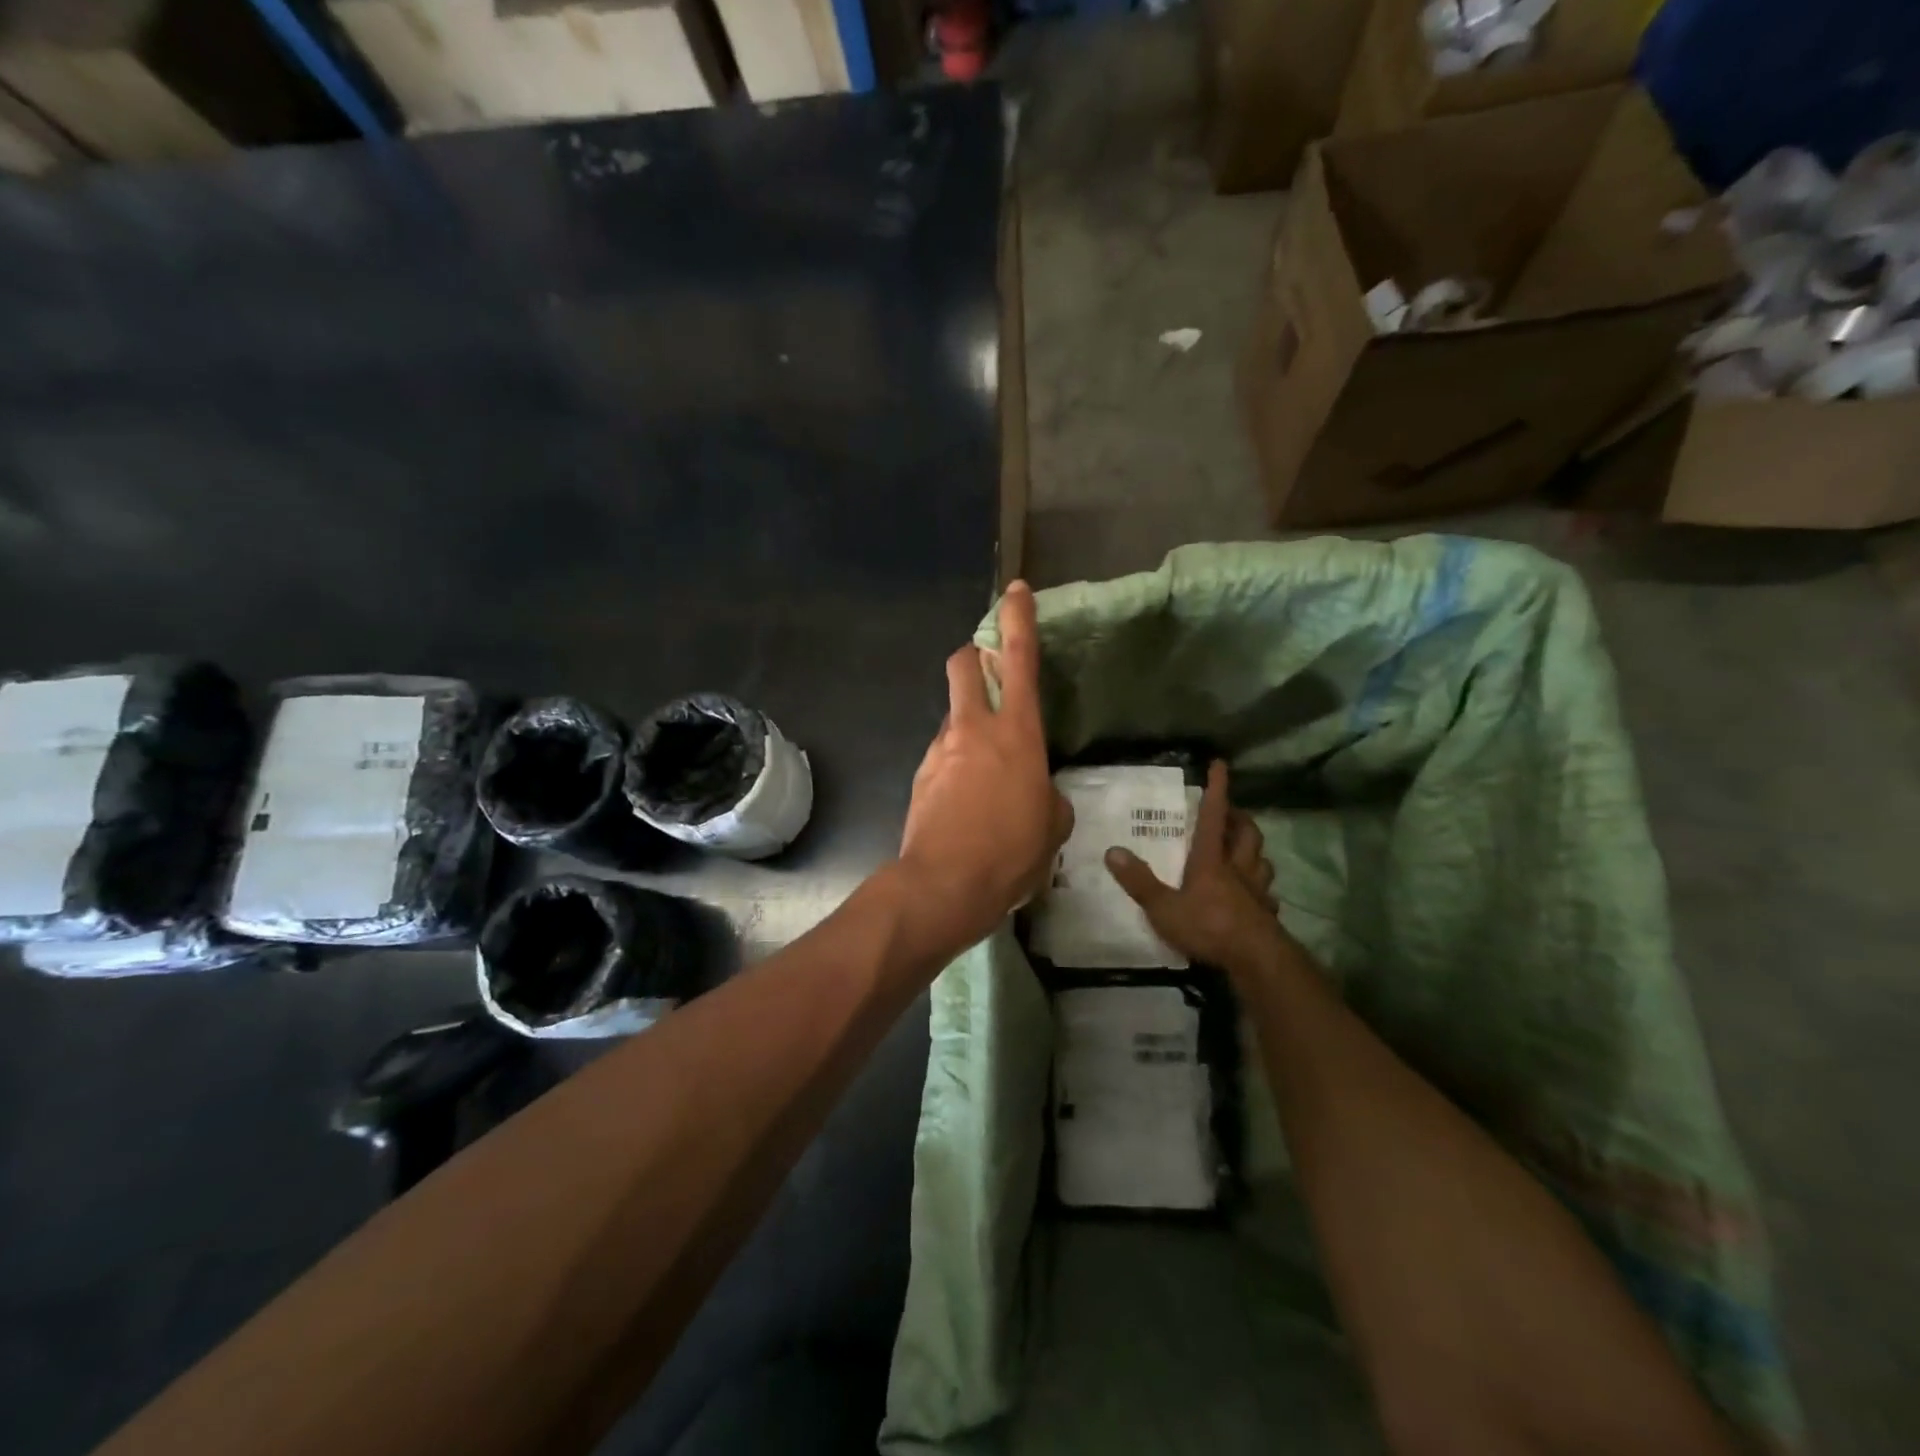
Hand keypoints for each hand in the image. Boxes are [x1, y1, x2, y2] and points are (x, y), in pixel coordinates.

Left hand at [896, 581, 1073, 954]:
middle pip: (962, 665)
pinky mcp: (920, 775)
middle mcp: (973, 729)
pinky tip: (967, 800)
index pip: (1019, 659)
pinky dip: (956, 763)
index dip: (1018, 619)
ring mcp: (940, 750)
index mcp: (1016, 733)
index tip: (1017, 590)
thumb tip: (1037, 793)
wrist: (944, 885)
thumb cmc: (1012, 853)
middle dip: (973, 655)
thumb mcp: (1053, 826)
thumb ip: (1048, 796)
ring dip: (968, 723)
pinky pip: (942, 754)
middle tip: (989, 671)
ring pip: (953, 715)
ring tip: (986, 771)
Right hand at [1105, 760, 1286, 972]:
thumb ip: (1139, 881)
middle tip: (1231, 812)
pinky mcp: (1267, 914)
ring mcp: (1256, 891)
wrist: (1257, 960)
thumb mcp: (1164, 908)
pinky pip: (1267, 893)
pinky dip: (1261, 887)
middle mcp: (1238, 868)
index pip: (1214, 816)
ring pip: (1262, 859)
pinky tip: (1255, 894)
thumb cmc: (1208, 927)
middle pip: (1247, 833)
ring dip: (1254, 849)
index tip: (1220, 764)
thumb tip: (1112, 851)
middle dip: (1240, 818)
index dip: (1217, 789)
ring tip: (1245, 848)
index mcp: (1211, 860)